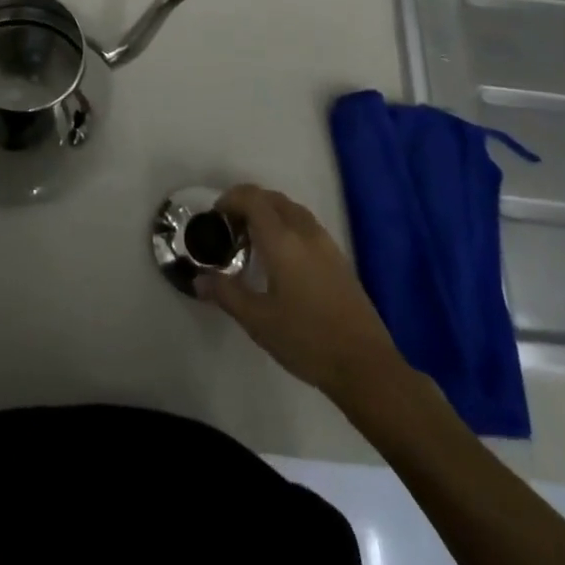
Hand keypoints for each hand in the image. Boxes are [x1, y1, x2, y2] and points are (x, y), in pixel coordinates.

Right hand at [196, 184, 402, 399]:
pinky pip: (306, 225)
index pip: (253, 198)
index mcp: (282, 239)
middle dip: (248, 204)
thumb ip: (226, 294)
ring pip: (291, 209)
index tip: (216, 218)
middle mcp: (304, 231)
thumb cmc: (306, 340)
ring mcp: (326, 243)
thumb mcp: (258, 320)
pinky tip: (282, 259)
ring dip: (269, 213)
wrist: (365, 366)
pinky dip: (287, 226)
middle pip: (272, 198)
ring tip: (254, 242)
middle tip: (231, 229)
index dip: (230, 199)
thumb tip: (198, 280)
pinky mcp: (338, 258)